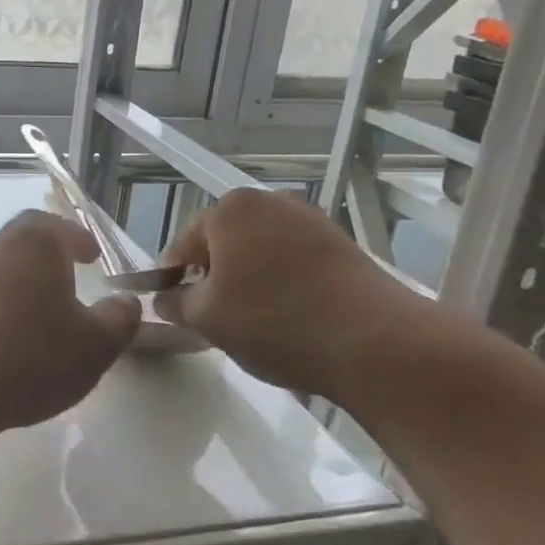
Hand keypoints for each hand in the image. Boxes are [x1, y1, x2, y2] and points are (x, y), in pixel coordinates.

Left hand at [0, 210, 139, 437]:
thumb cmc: (32, 353)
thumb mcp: (95, 344)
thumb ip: (119, 319)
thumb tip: (126, 302)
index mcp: (37, 243)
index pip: (60, 227)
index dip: (79, 239)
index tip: (92, 254)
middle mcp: (0, 248)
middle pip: (27, 238)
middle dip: (51, 251)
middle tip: (71, 269)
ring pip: (6, 265)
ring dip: (27, 278)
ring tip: (48, 306)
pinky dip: (7, 301)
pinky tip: (17, 332)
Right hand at [155, 189, 423, 397]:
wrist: (378, 343)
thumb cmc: (276, 322)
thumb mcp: (208, 320)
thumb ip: (176, 304)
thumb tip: (166, 298)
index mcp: (229, 210)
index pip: (183, 245)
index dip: (172, 280)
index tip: (176, 311)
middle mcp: (268, 201)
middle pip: (223, 243)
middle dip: (215, 278)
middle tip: (217, 320)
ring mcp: (310, 218)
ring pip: (259, 251)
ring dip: (250, 280)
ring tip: (257, 322)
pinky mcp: (341, 242)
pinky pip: (294, 260)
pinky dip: (284, 282)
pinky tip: (292, 316)